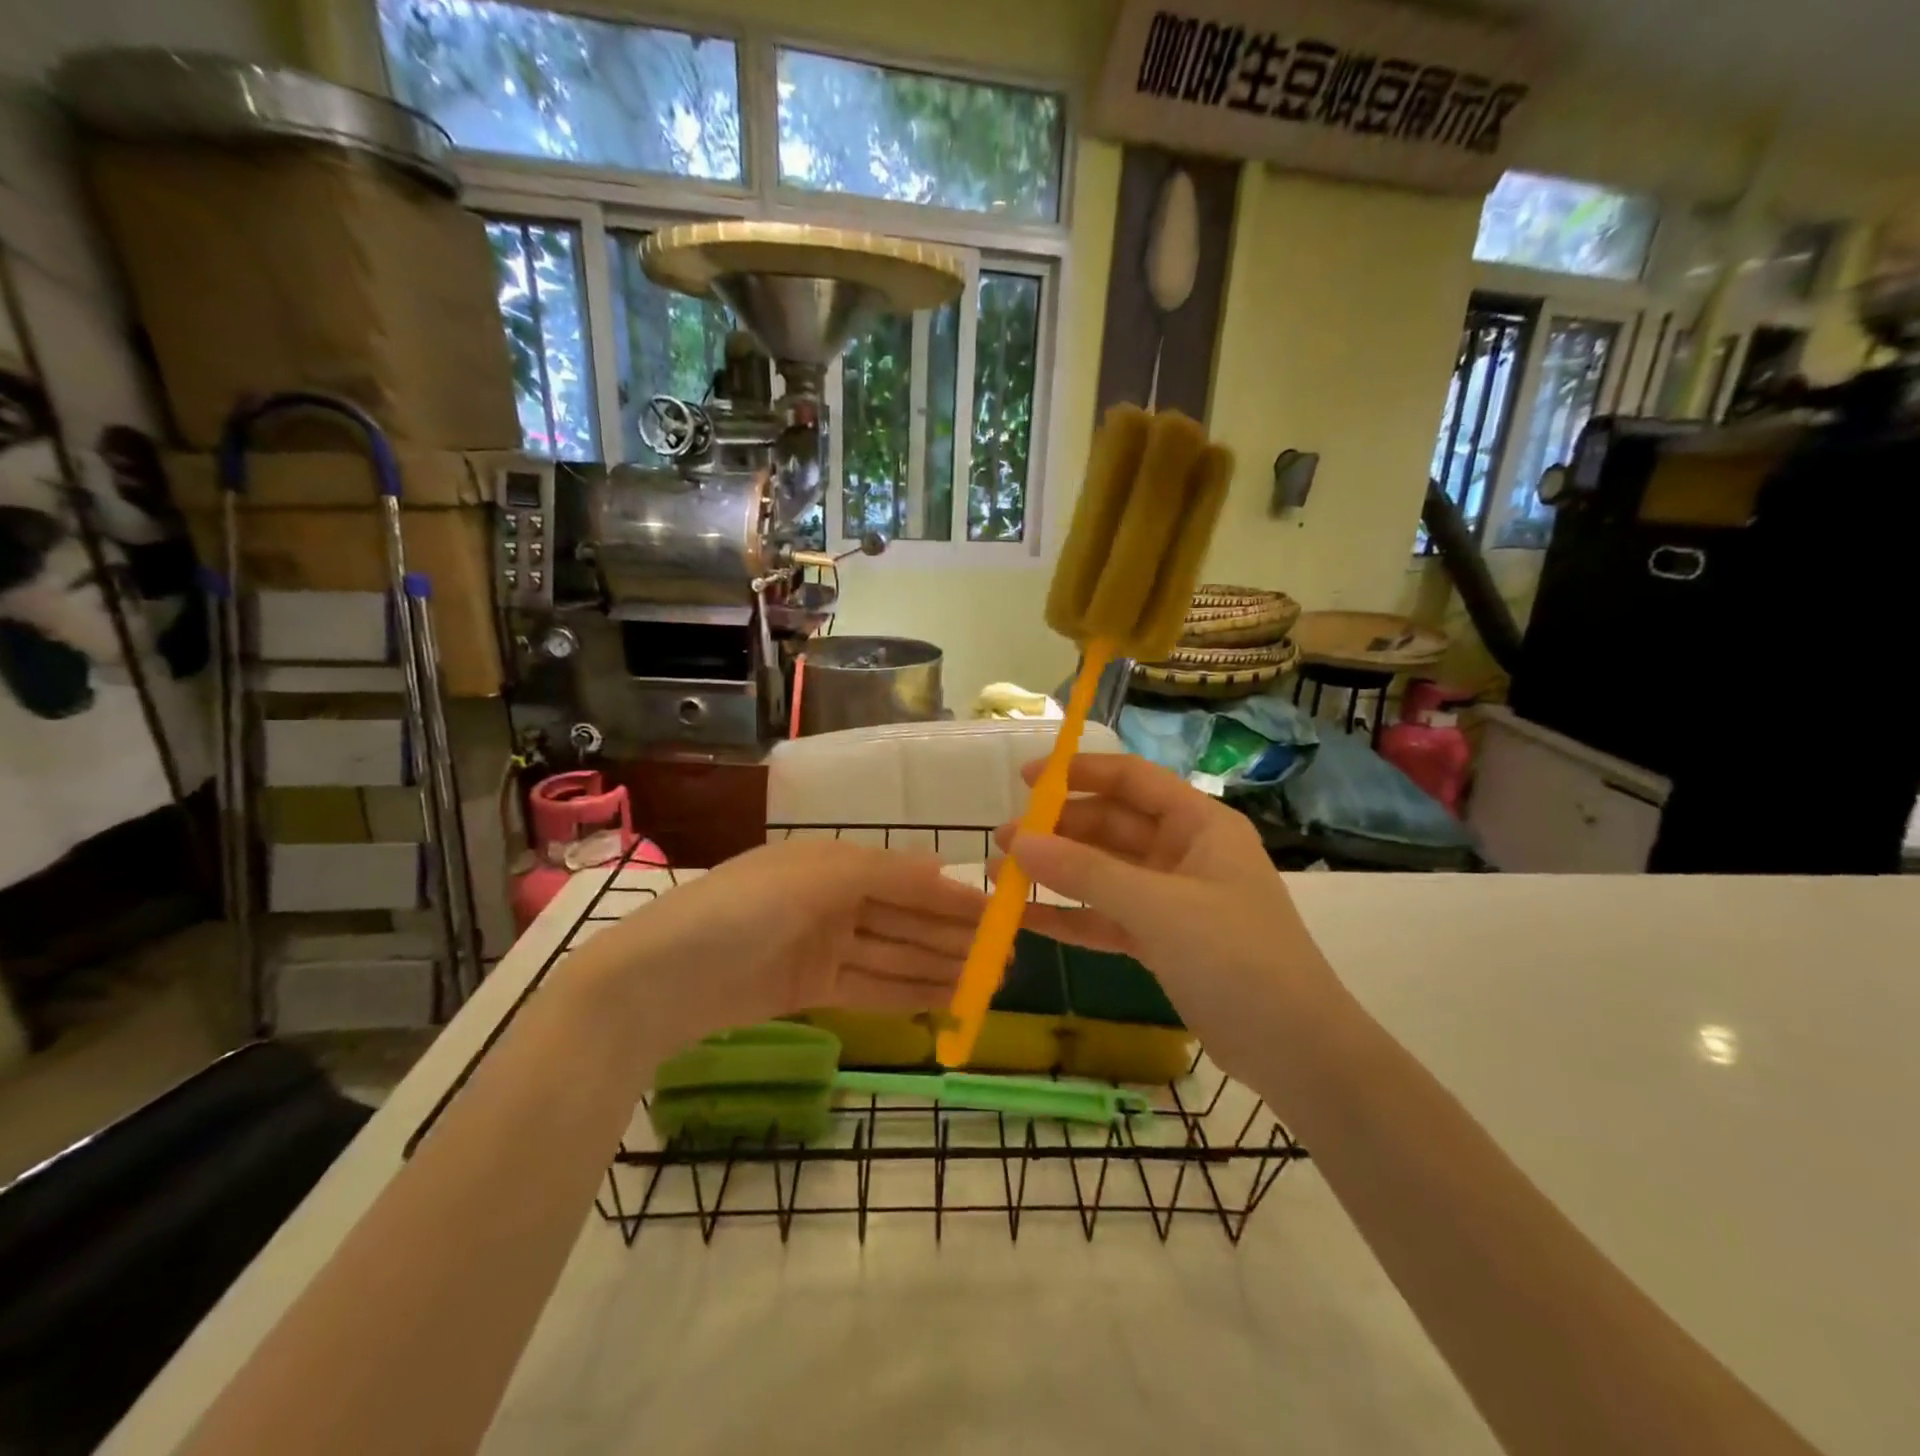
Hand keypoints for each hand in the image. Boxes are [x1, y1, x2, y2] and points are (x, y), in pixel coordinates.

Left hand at [591, 839, 988, 1055]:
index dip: (952, 898)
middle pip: (904, 919)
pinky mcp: (807, 988)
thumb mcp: (816, 877)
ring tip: (986, 985)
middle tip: (1006, 960)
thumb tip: (943, 867)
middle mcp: (831, 899)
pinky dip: (904, 993)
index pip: (907, 879)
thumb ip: (884, 874)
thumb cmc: (741, 911)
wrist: (656, 980)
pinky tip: (943, 1001)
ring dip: (938, 968)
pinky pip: (868, 987)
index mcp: (833, 862)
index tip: (1001, 915)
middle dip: (953, 938)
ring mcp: (820, 946)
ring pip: (893, 956)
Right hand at [994, 754, 1341, 1081]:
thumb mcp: (1158, 907)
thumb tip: (1017, 842)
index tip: (1026, 779)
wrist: (1296, 1051)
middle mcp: (1185, 852)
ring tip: (1001, 876)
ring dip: (1057, 874)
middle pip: (1111, 826)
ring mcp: (1172, 899)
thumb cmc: (1235, 957)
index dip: (1079, 773)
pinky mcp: (1162, 941)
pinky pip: (1107, 918)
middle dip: (1058, 831)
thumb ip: (1085, 873)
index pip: (1131, 779)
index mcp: (1199, 824)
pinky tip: (1026, 920)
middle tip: (1004, 841)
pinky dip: (1071, 917)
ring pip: (1104, 874)